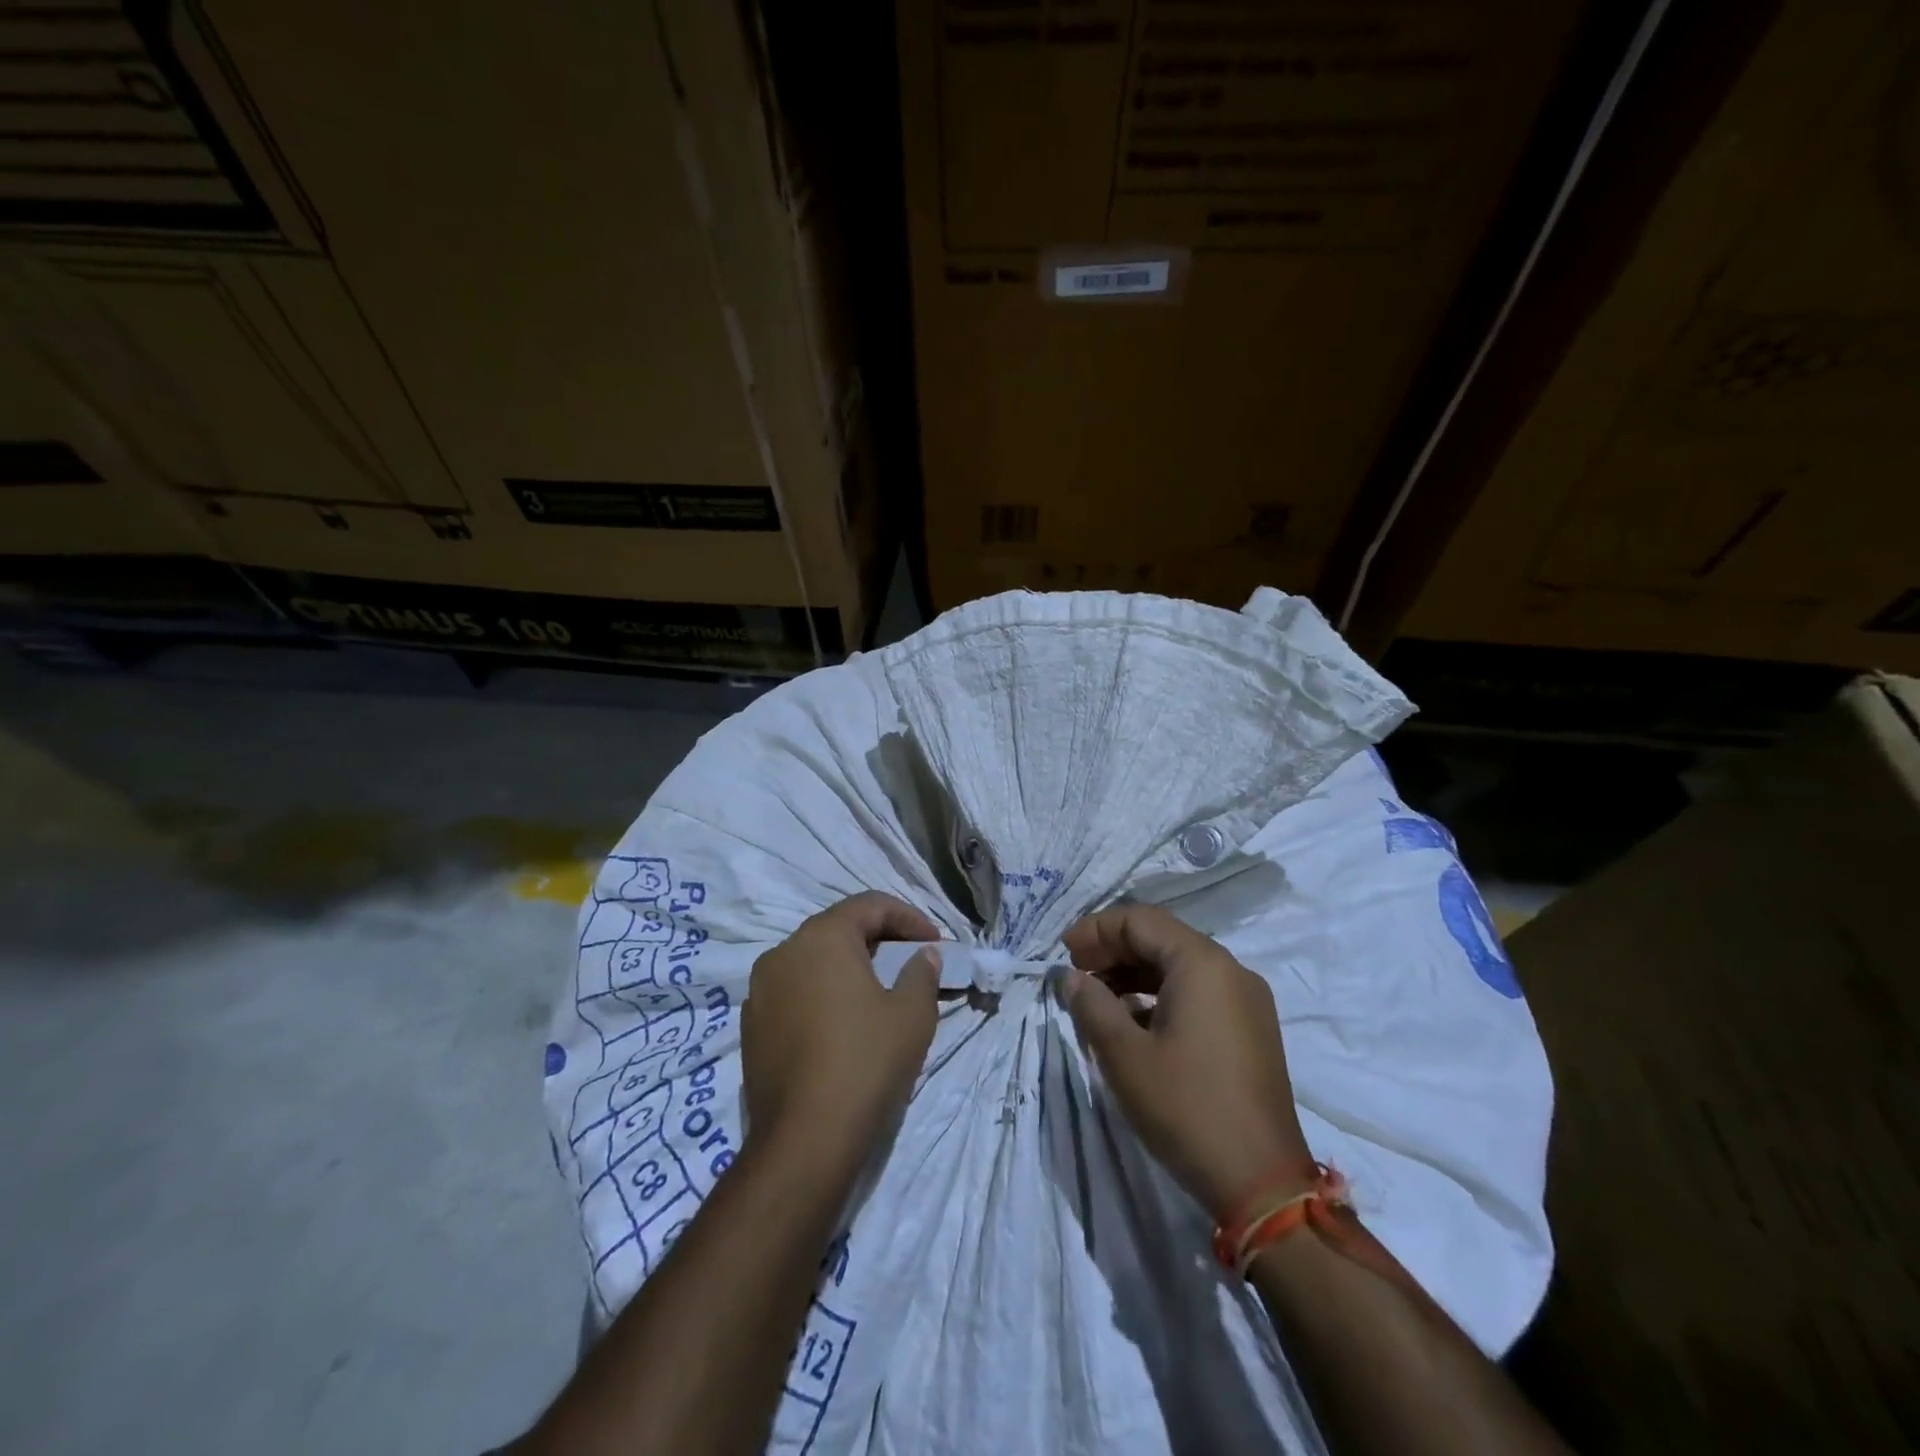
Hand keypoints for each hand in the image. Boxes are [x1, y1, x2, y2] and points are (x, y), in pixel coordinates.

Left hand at [743, 892, 942, 1162]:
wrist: (804, 1140)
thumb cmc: (865, 1062)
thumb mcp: (911, 1014)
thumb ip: (921, 973)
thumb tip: (924, 955)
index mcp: (821, 937)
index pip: (870, 906)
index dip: (909, 918)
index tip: (935, 944)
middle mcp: (783, 952)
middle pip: (838, 929)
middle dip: (880, 940)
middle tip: (912, 962)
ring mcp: (760, 990)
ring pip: (813, 961)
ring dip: (849, 966)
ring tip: (880, 992)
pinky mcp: (752, 1026)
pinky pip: (794, 992)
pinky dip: (822, 993)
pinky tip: (843, 1023)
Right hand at [1063, 903, 1312, 1218]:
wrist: (1262, 1184)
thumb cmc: (1186, 1108)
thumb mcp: (1124, 1056)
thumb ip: (1092, 1006)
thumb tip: (1072, 978)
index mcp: (1202, 964)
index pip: (1140, 920)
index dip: (1096, 930)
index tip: (1063, 953)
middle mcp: (1230, 970)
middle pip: (1162, 938)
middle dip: (1114, 950)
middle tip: (1076, 973)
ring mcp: (1247, 1000)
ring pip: (1180, 966)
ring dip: (1135, 973)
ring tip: (1098, 998)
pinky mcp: (1251, 1029)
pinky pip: (1199, 992)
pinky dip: (1161, 995)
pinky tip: (1135, 1022)